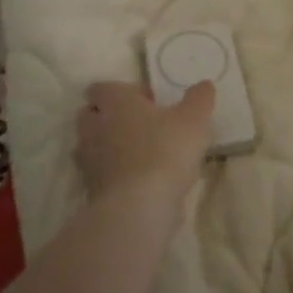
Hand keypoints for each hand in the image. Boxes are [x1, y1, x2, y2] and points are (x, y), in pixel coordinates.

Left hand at [75, 81, 215, 204]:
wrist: (137, 207)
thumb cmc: (164, 151)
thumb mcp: (193, 120)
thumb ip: (199, 99)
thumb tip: (204, 85)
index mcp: (114, 102)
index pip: (101, 88)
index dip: (124, 91)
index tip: (150, 102)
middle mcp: (94, 126)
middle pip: (90, 115)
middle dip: (109, 117)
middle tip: (141, 126)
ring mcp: (88, 159)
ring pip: (91, 145)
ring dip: (109, 146)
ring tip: (139, 155)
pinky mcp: (90, 188)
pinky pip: (98, 173)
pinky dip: (112, 173)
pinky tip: (137, 181)